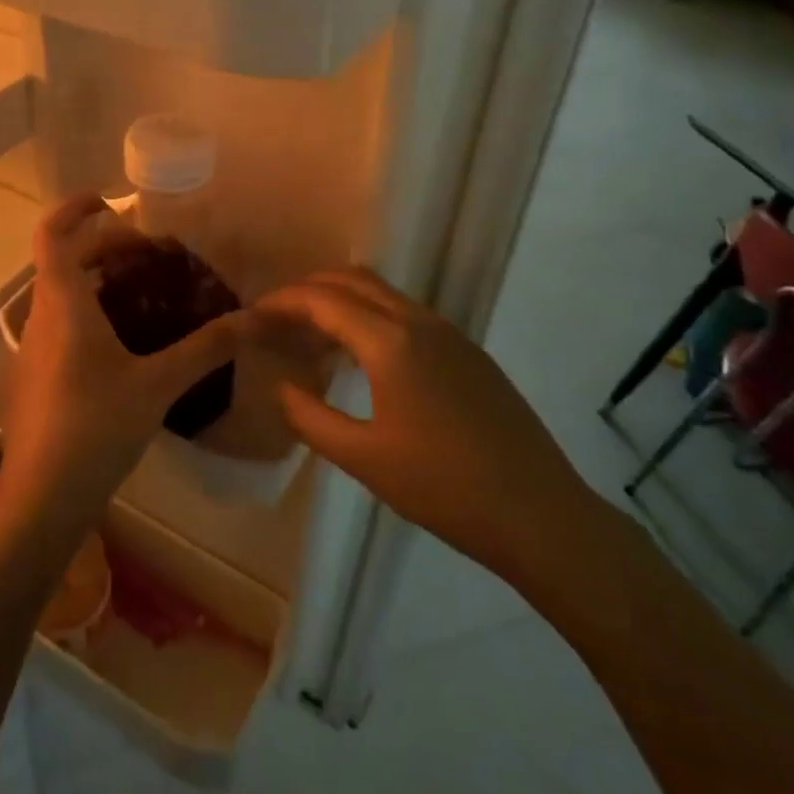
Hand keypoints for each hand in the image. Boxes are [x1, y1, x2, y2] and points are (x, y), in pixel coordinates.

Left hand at [0, 195, 247, 549]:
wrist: (39, 501)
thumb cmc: (94, 429)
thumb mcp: (157, 384)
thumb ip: (206, 348)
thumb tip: (255, 318)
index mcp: (63, 303)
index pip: (53, 234)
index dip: (75, 208)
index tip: (109, 199)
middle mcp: (40, 316)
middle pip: (64, 260)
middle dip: (104, 246)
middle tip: (150, 253)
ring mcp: (33, 348)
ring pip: (61, 293)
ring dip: (97, 279)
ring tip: (144, 289)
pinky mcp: (37, 376)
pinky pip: (61, 322)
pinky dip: (90, 310)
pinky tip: (126, 341)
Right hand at [257, 268, 603, 596]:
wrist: (540, 514)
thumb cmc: (443, 488)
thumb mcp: (364, 459)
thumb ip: (310, 416)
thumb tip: (280, 385)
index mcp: (391, 342)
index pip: (323, 299)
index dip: (283, 301)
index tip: (253, 315)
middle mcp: (420, 321)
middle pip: (353, 279)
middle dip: (309, 288)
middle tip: (278, 317)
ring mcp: (450, 333)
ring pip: (383, 293)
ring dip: (342, 300)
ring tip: (312, 335)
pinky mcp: (468, 351)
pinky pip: (406, 313)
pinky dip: (371, 316)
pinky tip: (362, 357)